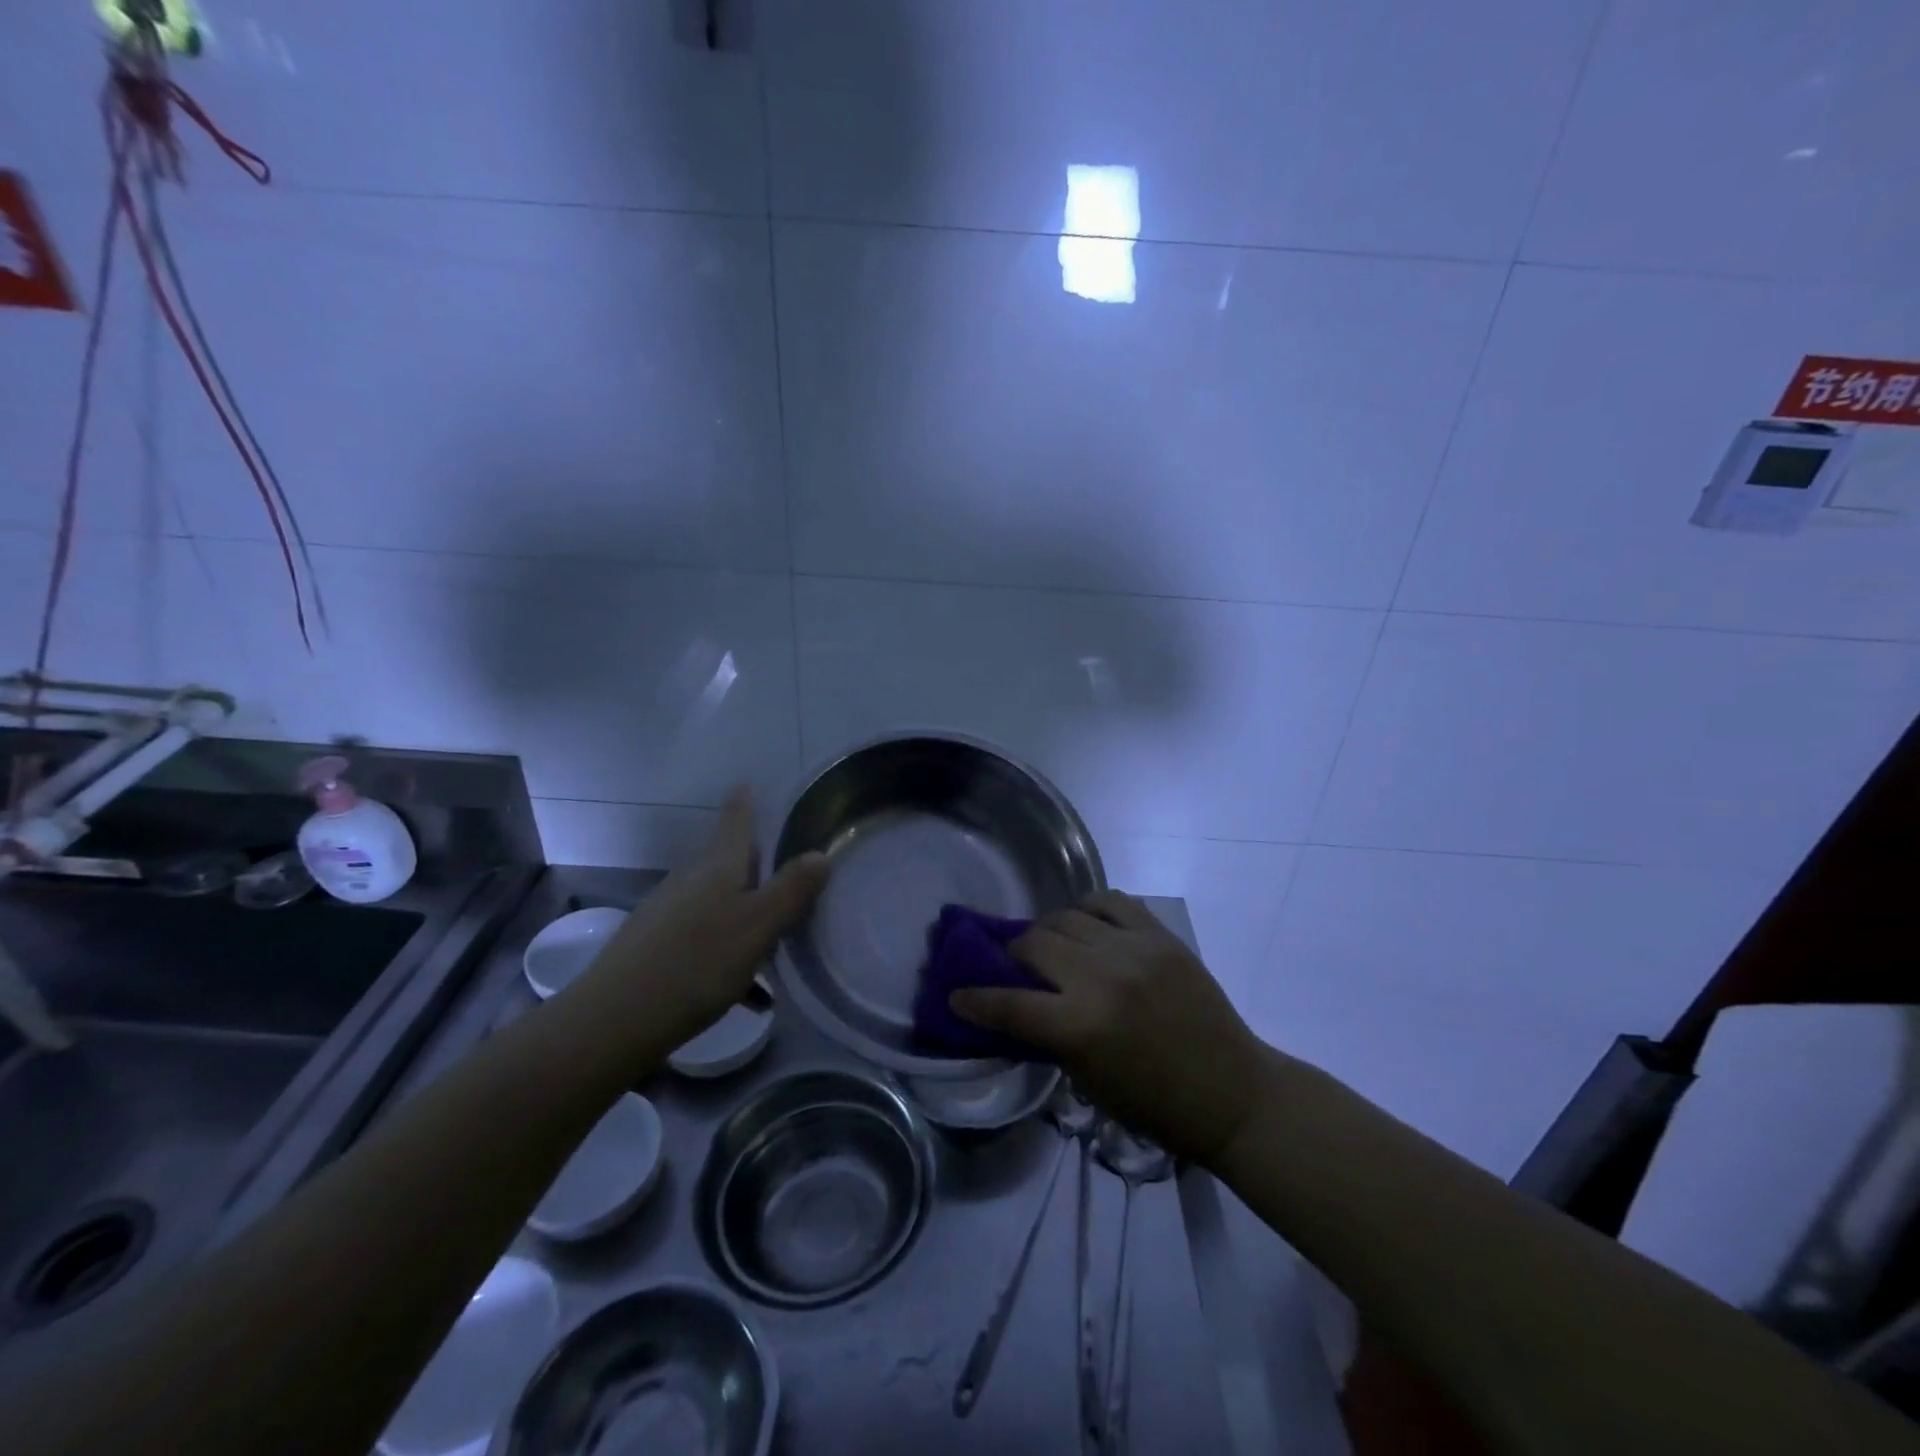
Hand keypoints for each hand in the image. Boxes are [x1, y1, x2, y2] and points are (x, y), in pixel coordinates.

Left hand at [578, 788, 829, 1049]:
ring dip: (749, 917)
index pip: (735, 818)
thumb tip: (821, 854)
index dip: (745, 801)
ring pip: (720, 904)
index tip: (750, 784)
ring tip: (780, 947)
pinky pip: (706, 942)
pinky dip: (732, 957)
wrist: (614, 1020)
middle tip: (793, 877)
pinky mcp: (656, 949)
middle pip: (729, 862)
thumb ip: (791, 889)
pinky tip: (752, 996)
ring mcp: (669, 914)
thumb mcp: (757, 925)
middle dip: (759, 867)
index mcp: (717, 865)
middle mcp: (691, 880)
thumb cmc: (696, 962)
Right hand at [950, 890, 1270, 1164]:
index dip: (974, 999)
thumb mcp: (1088, 1082)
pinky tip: (1086, 924)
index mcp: (1081, 1027)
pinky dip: (1088, 909)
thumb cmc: (1155, 1104)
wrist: (1232, 1092)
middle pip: (1033, 944)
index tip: (956, 994)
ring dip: (1047, 931)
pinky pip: (1111, 900)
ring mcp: (1134, 949)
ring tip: (1051, 945)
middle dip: (1011, 956)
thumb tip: (1011, 1005)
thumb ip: (1047, 1037)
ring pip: (1065, 916)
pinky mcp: (1160, 935)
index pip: (1008, 1003)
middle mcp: (1101, 977)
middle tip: (1013, 967)